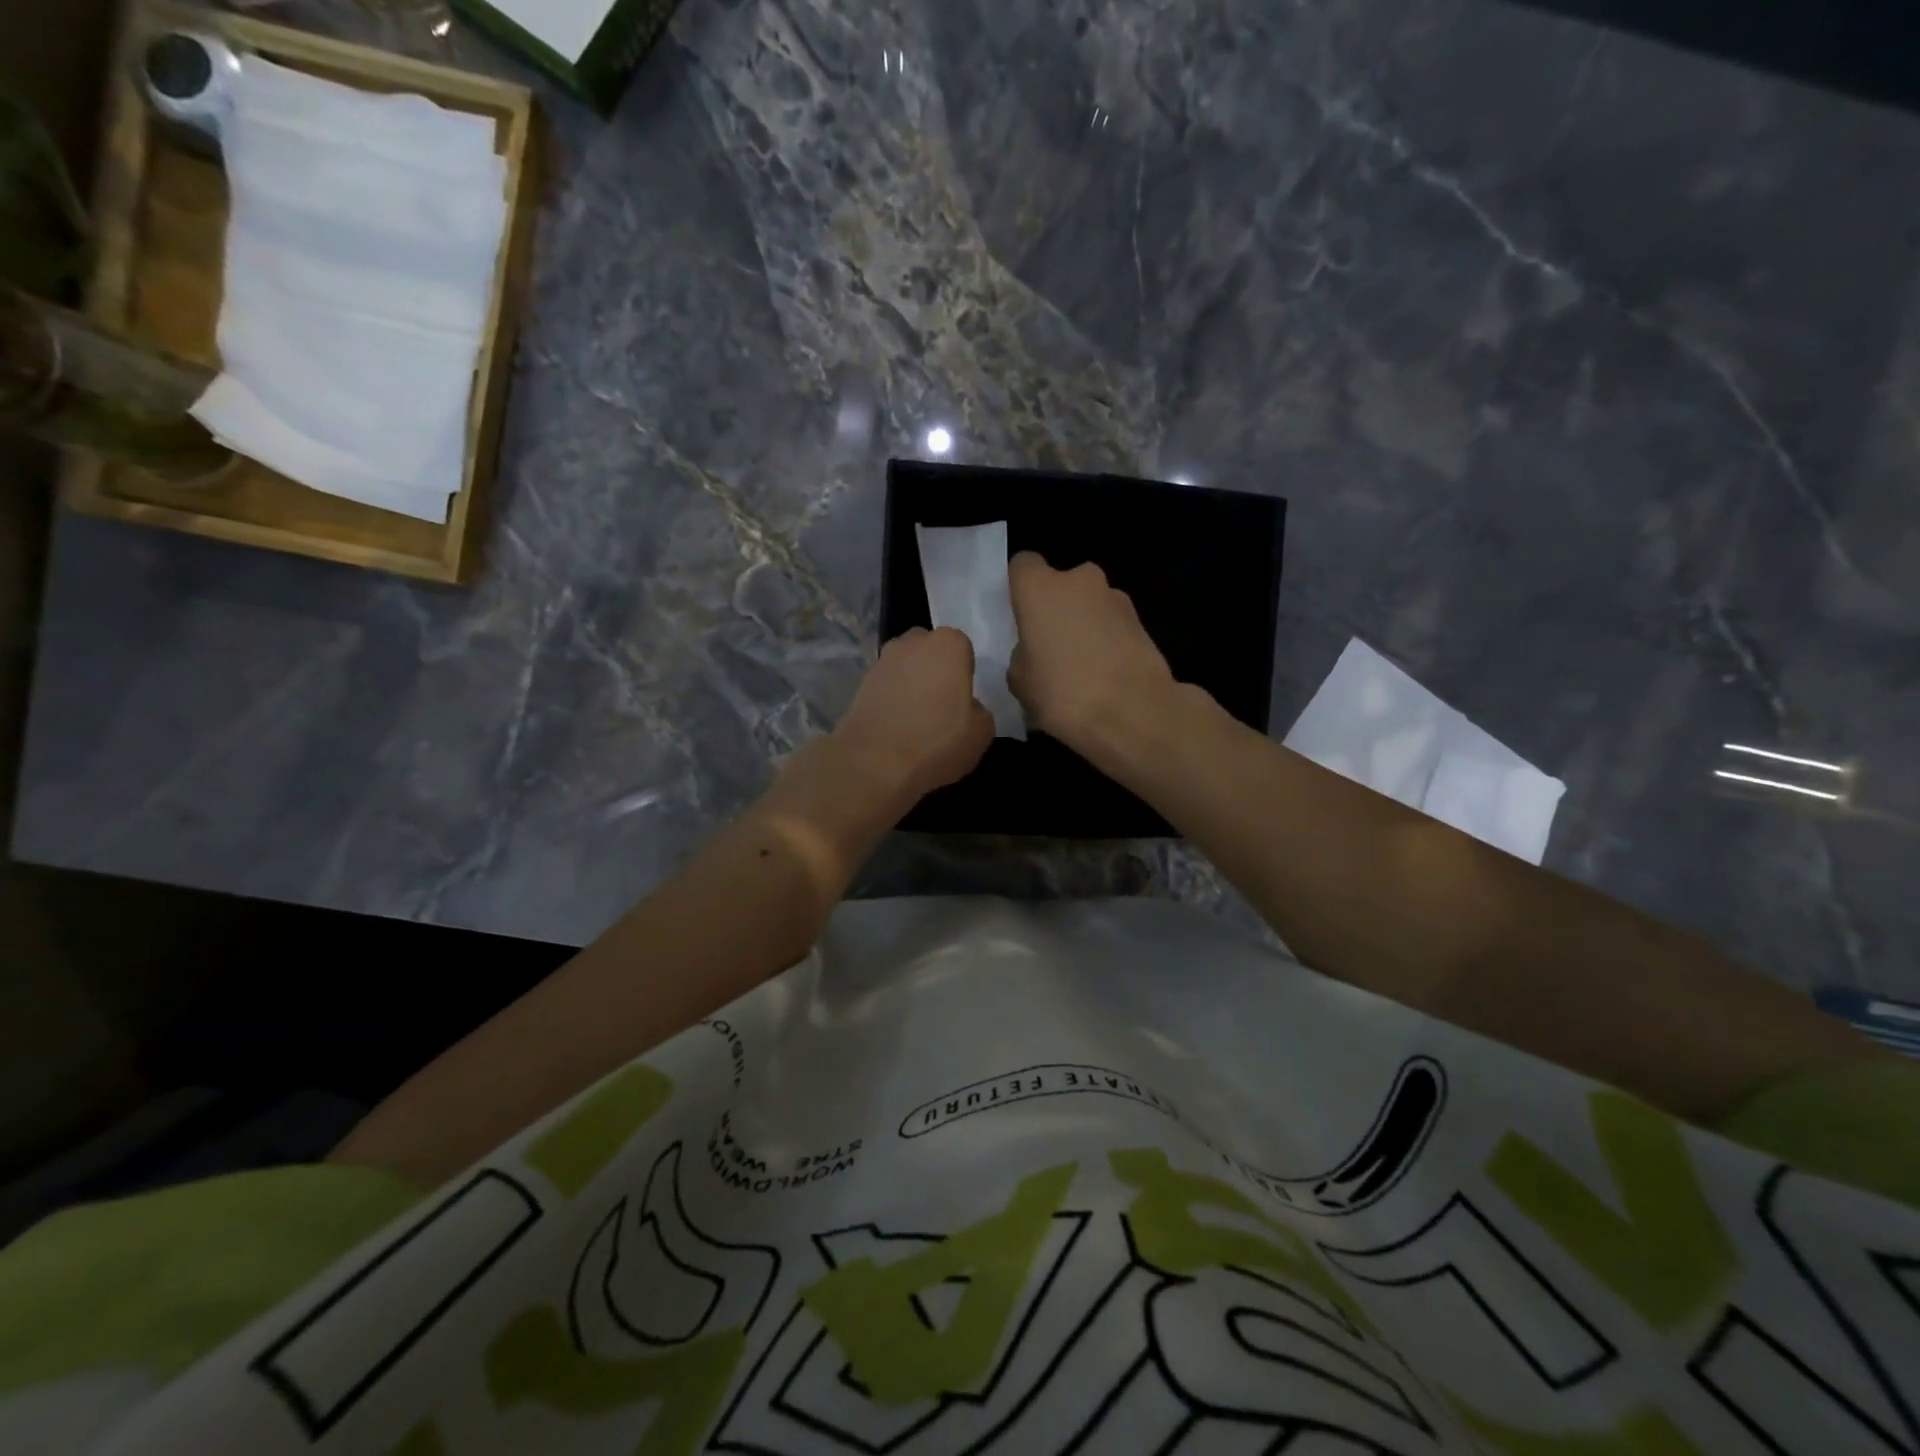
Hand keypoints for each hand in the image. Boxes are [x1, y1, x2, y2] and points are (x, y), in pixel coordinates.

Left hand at [833, 627, 994, 804]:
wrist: (876, 762)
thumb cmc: (938, 740)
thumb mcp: (982, 732)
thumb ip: (978, 709)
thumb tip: (966, 707)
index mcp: (948, 645)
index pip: (962, 647)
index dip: (964, 671)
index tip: (963, 695)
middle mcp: (912, 643)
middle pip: (929, 649)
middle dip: (935, 668)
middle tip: (942, 702)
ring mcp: (882, 661)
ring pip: (905, 666)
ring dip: (911, 683)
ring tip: (917, 717)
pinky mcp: (860, 684)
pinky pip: (886, 685)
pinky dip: (892, 698)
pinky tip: (897, 725)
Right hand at [1008, 553, 1177, 757]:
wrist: (1134, 714)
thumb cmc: (1064, 693)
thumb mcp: (1020, 682)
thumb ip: (1021, 654)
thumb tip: (1034, 651)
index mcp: (1041, 588)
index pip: (1023, 565)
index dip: (1019, 588)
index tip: (1019, 616)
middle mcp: (1080, 581)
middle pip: (1061, 584)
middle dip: (1056, 608)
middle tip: (1049, 646)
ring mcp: (1116, 598)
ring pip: (1089, 604)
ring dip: (1083, 624)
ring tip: (1080, 666)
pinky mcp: (1142, 622)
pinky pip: (1112, 624)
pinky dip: (1106, 641)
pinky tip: (1104, 675)